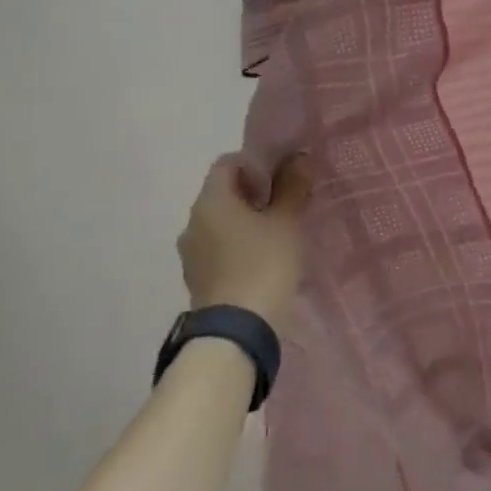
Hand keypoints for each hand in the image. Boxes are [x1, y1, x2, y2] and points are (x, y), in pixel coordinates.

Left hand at [177, 153, 311, 323]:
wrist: (237, 332)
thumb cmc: (263, 264)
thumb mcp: (286, 221)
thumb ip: (293, 186)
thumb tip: (299, 158)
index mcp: (210, 201)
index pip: (228, 163)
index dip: (256, 164)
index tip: (282, 179)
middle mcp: (193, 221)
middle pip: (224, 193)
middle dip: (254, 194)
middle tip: (286, 205)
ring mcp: (191, 253)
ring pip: (221, 223)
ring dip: (246, 222)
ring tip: (277, 235)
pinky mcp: (197, 278)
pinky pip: (218, 249)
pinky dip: (238, 246)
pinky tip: (263, 260)